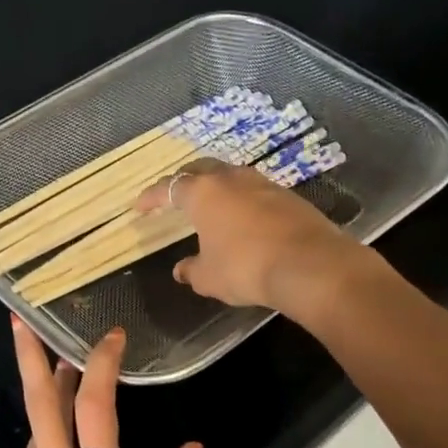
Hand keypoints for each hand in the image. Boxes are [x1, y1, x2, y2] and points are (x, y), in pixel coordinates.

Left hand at [2, 319, 198, 447]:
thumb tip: (194, 447)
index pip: (95, 404)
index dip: (100, 363)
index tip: (110, 337)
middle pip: (39, 402)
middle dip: (29, 355)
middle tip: (19, 318)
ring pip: (33, 427)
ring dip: (41, 392)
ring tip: (54, 365)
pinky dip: (44, 432)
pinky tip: (55, 431)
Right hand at [135, 161, 364, 318]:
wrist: (309, 265)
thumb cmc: (245, 268)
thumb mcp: (209, 278)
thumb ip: (191, 270)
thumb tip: (181, 270)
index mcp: (203, 193)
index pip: (169, 187)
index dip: (151, 196)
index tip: (139, 206)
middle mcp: (231, 179)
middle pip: (201, 169)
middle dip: (185, 180)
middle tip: (176, 195)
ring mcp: (263, 184)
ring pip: (231, 177)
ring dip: (218, 187)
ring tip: (211, 204)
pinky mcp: (288, 197)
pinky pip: (255, 192)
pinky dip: (242, 201)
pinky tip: (244, 218)